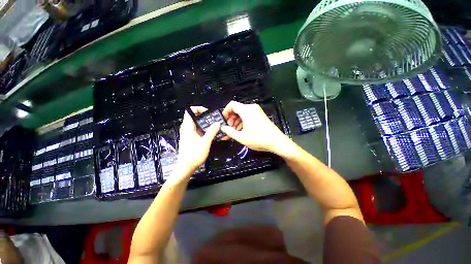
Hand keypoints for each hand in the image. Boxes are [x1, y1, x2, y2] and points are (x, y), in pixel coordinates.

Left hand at [176, 107, 220, 176]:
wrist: (186, 168)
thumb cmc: (193, 155)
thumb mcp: (205, 143)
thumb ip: (211, 132)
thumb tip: (217, 123)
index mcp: (188, 127)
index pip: (190, 111)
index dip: (199, 109)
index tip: (208, 113)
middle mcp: (187, 129)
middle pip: (194, 117)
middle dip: (204, 116)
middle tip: (214, 119)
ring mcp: (188, 134)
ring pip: (197, 123)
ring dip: (205, 123)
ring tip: (214, 126)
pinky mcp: (191, 139)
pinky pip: (198, 130)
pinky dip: (204, 129)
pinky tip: (211, 134)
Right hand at [220, 101, 291, 154]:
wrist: (276, 141)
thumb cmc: (258, 138)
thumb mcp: (241, 137)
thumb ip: (229, 131)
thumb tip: (222, 128)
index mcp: (246, 110)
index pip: (232, 105)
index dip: (225, 112)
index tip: (223, 120)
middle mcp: (251, 108)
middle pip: (237, 109)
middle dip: (231, 118)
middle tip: (228, 128)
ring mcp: (257, 111)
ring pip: (242, 113)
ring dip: (236, 121)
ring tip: (234, 131)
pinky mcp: (260, 115)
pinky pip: (248, 115)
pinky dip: (242, 121)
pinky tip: (241, 130)